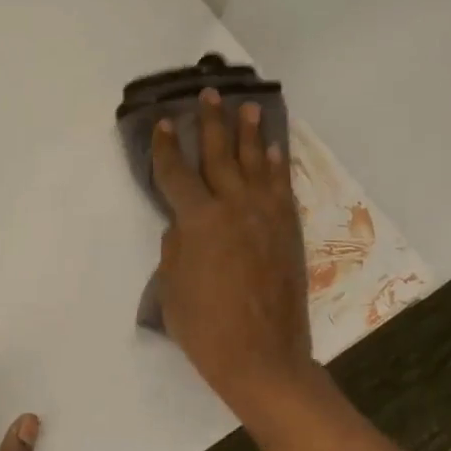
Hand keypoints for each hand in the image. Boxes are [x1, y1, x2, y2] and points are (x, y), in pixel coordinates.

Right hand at [151, 90, 317, 418]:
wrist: (262, 356)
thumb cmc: (205, 327)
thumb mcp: (172, 287)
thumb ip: (175, 246)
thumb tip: (184, 225)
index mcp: (197, 220)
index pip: (175, 173)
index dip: (165, 146)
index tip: (163, 122)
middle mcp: (233, 207)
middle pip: (219, 155)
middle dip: (210, 122)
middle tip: (210, 94)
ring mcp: (265, 216)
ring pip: (256, 163)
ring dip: (250, 133)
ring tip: (247, 107)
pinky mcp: (288, 230)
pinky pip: (281, 186)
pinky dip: (277, 164)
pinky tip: (274, 148)